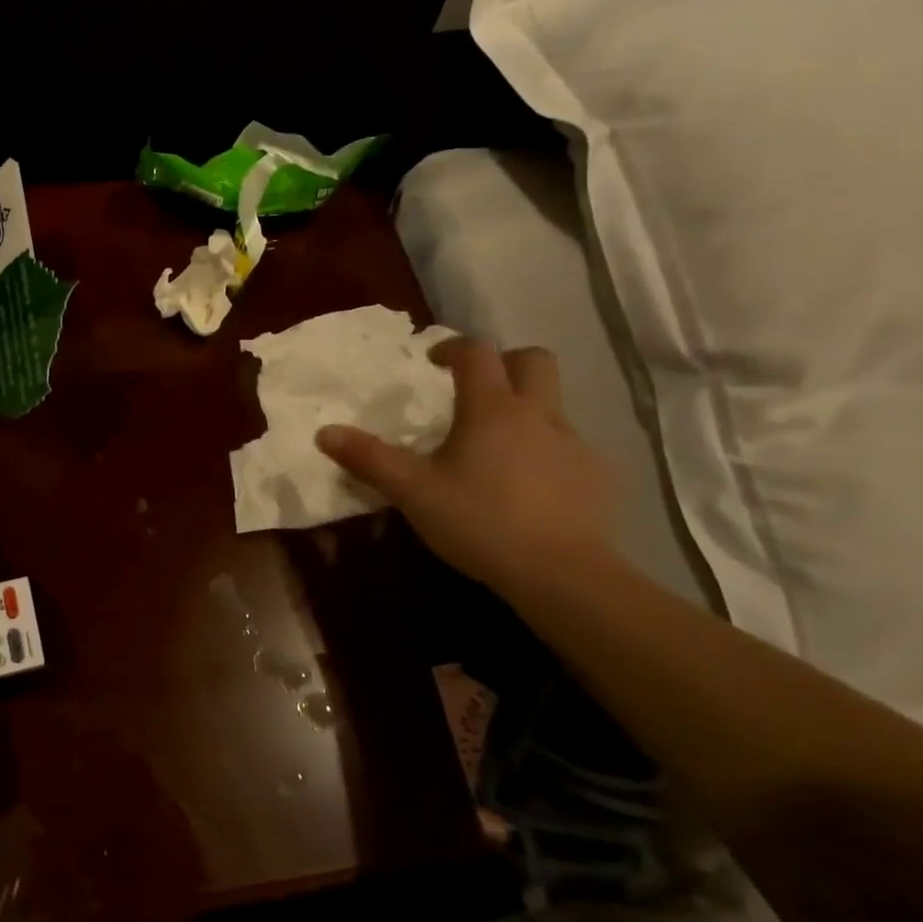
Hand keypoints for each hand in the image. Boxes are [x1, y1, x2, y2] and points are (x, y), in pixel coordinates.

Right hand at [316, 339, 616, 592]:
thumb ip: (369, 459)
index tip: (434, 363)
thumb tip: (324, 432)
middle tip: (478, 390)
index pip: (476, 352)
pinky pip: (571, 448)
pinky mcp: (598, 475)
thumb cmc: (479, 522)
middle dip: (505, 363)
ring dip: (528, 410)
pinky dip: (549, 453)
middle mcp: (537, 414)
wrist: (561, 573)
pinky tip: (533, 489)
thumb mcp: (413, 492)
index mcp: (491, 409)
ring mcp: (574, 443)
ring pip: (554, 405)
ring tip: (500, 448)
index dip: (452, 348)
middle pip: (533, 359)